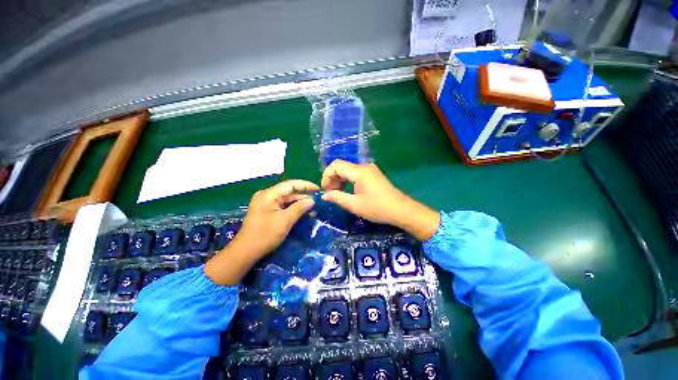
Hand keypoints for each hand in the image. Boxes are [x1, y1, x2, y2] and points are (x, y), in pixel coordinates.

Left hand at [205, 180, 317, 284]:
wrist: (246, 252)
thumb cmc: (265, 235)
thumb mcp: (285, 221)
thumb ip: (299, 208)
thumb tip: (312, 201)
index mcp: (268, 194)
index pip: (290, 184)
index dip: (306, 185)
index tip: (318, 189)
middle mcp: (267, 195)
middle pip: (289, 192)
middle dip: (304, 196)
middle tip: (318, 201)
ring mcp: (267, 203)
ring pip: (287, 199)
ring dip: (300, 203)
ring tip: (314, 208)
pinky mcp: (268, 210)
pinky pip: (284, 206)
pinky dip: (294, 209)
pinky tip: (304, 213)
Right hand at [321, 160, 438, 240]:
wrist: (401, 210)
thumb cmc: (377, 208)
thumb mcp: (354, 205)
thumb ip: (337, 197)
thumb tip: (324, 195)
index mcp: (359, 172)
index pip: (335, 166)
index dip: (326, 176)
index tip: (325, 190)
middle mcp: (364, 166)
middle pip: (341, 166)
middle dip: (332, 179)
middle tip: (330, 194)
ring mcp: (370, 170)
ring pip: (348, 170)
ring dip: (340, 180)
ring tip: (337, 194)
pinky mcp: (373, 175)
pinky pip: (356, 174)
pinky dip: (348, 181)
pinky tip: (348, 191)